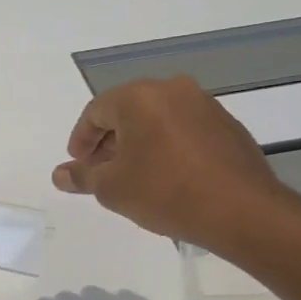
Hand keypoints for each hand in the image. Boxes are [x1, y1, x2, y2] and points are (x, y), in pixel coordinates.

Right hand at [52, 76, 295, 252]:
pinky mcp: (227, 124)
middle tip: (100, 171)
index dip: (81, 139)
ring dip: (139, 142)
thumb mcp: (112, 188)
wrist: (240, 210)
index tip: (78, 164)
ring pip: (157, 118)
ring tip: (132, 175)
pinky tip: (167, 175)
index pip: (96, 111)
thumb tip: (60, 174)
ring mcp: (204, 105)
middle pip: (128, 110)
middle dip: (109, 140)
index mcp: (139, 97)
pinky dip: (167, 146)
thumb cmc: (165, 192)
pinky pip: (183, 129)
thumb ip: (82, 176)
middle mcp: (172, 89)